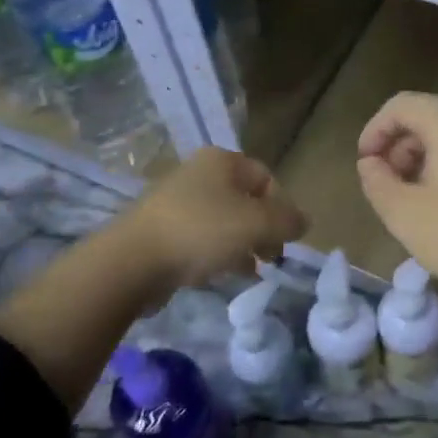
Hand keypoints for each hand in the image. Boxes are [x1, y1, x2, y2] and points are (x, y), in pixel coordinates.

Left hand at [122, 147, 307, 292]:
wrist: (133, 260)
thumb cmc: (201, 231)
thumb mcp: (257, 224)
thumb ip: (287, 221)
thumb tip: (304, 221)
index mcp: (221, 161)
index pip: (266, 177)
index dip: (282, 207)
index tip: (286, 238)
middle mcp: (198, 174)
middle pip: (244, 200)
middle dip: (263, 229)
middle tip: (271, 258)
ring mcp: (176, 202)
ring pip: (223, 221)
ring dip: (242, 245)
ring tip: (250, 271)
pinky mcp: (162, 230)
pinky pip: (200, 239)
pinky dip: (216, 255)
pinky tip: (222, 276)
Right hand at [357, 93, 437, 303]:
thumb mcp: (403, 212)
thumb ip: (376, 180)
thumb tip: (371, 164)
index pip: (400, 106)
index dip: (374, 131)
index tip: (364, 165)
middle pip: (427, 116)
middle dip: (399, 145)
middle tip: (386, 184)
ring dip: (423, 156)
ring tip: (411, 196)